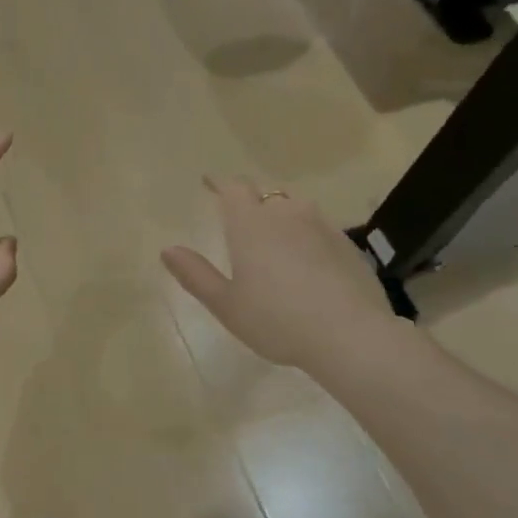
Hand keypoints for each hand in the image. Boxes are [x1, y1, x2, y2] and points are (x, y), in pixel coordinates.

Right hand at [161, 178, 394, 368]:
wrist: (350, 335)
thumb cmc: (276, 320)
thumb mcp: (226, 304)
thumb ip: (196, 275)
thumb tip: (168, 249)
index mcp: (251, 225)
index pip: (233, 189)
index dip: (220, 183)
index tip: (209, 182)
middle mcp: (287, 215)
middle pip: (266, 194)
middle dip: (250, 199)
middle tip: (240, 215)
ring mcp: (322, 227)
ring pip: (296, 207)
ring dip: (281, 213)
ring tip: (274, 233)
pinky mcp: (347, 244)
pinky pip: (320, 227)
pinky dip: (307, 233)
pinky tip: (307, 259)